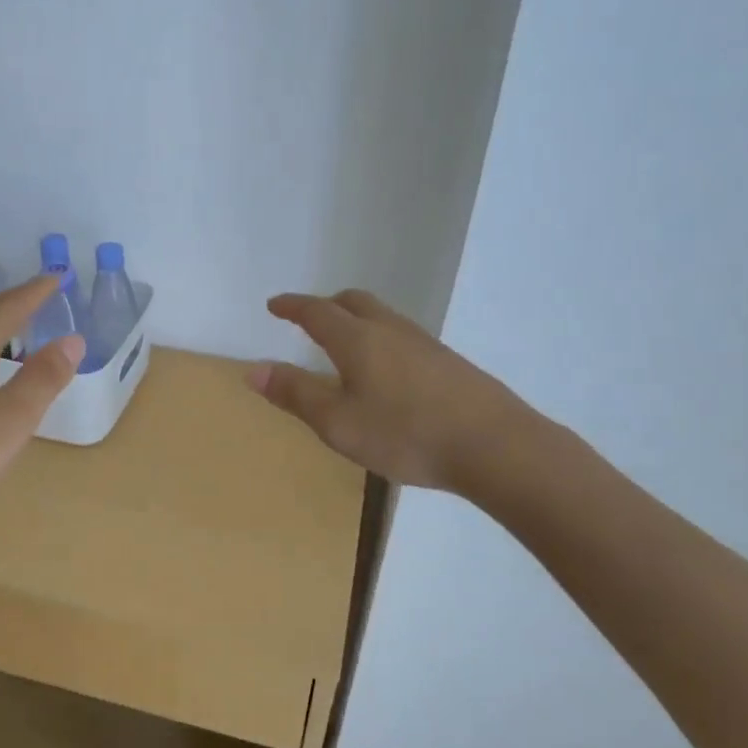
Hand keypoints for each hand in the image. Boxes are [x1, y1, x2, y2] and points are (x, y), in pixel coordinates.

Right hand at [248, 289, 537, 491]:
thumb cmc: (405, 435)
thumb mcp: (338, 423)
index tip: (274, 304)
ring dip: (355, 319)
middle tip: (308, 318)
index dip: (292, 306)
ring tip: (344, 342)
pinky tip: (386, 369)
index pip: (316, 312)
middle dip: (325, 305)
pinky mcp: (448, 362)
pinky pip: (402, 335)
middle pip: (353, 302)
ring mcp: (424, 343)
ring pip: (381, 316)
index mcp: (357, 340)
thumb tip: (253, 368)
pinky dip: (379, 337)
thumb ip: (296, 394)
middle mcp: (390, 330)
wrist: (494, 445)